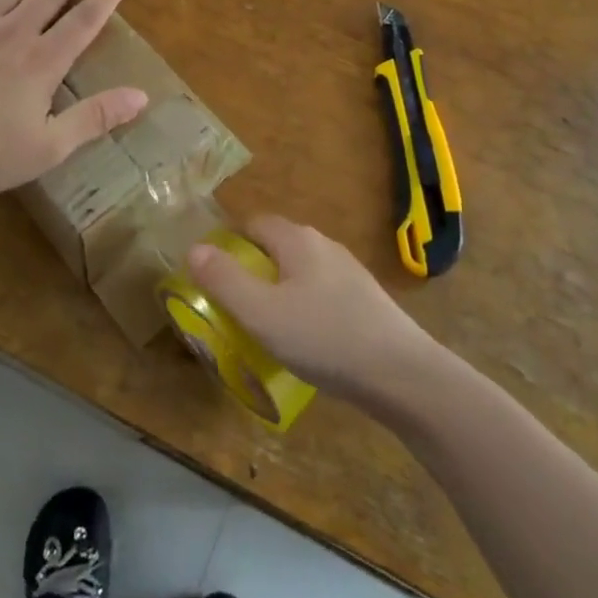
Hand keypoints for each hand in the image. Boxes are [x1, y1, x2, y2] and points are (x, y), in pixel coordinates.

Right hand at [186, 216, 436, 405]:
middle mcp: (323, 244)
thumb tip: (194, 249)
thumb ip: (224, 280)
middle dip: (253, 269)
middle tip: (236, 307)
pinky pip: (322, 293)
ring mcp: (349, 271)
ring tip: (268, 329)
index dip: (229, 244)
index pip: (253, 223)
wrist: (403, 374)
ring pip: (301, 271)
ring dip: (280, 291)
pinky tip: (308, 342)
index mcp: (296, 239)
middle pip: (277, 246)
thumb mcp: (261, 313)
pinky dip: (306, 308)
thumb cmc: (324, 337)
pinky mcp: (366, 299)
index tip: (215, 278)